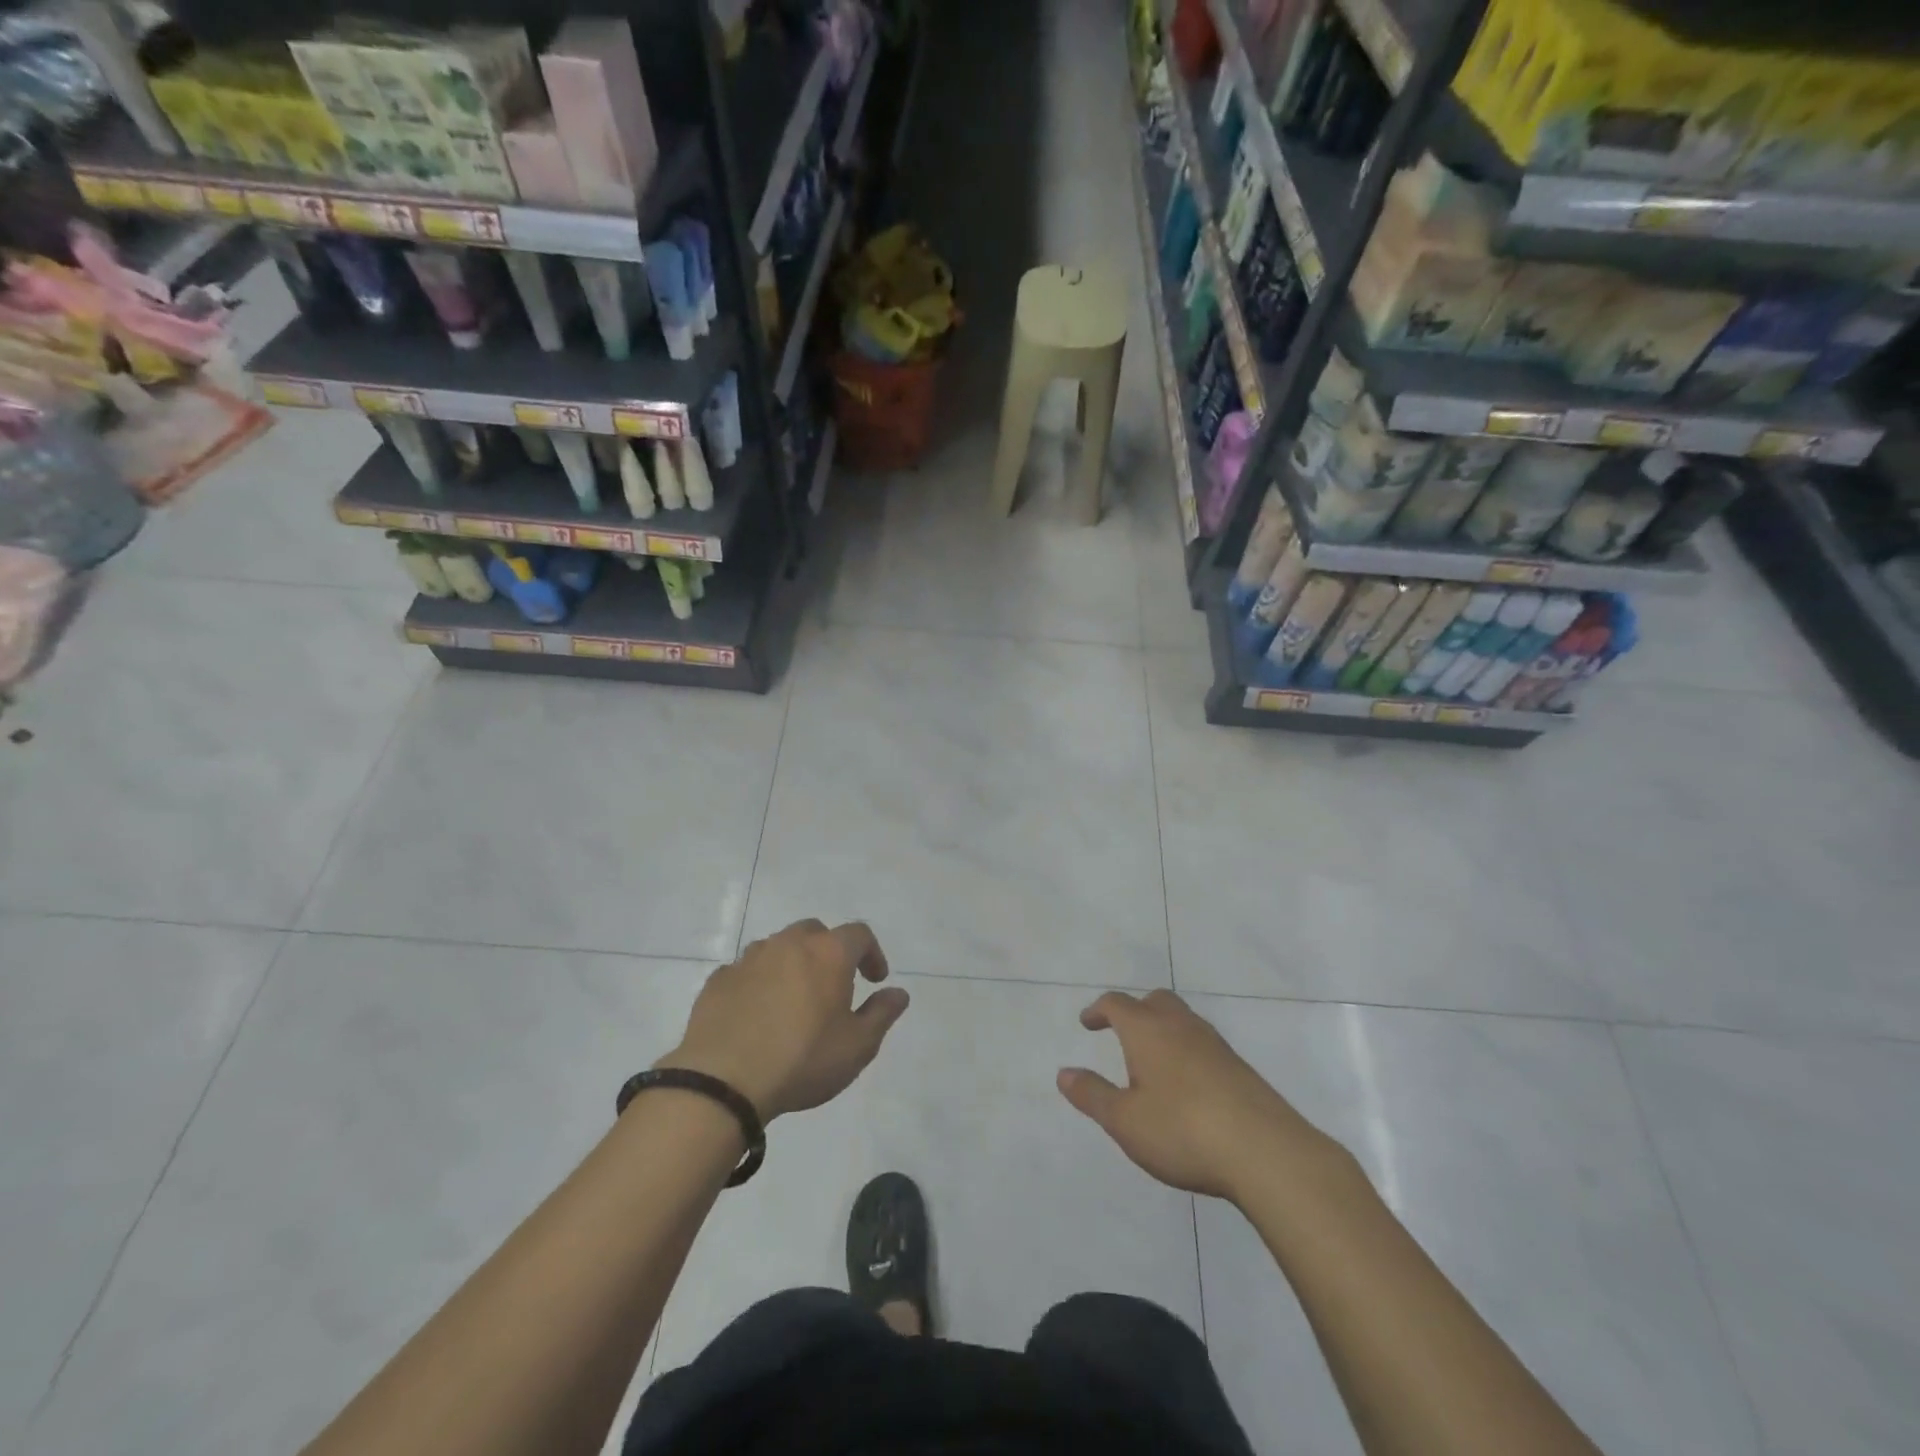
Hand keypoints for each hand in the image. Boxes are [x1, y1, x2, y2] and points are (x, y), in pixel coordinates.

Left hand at [658, 920, 907, 1120]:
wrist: (722, 1081)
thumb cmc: (802, 1060)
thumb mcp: (857, 1046)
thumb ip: (882, 1014)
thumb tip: (898, 993)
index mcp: (828, 953)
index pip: (859, 934)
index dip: (872, 953)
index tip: (875, 980)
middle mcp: (789, 944)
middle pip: (815, 932)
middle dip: (829, 951)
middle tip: (834, 985)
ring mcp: (749, 959)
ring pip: (778, 947)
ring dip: (792, 964)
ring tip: (793, 1000)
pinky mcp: (719, 980)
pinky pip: (747, 971)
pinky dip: (759, 982)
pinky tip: (757, 1013)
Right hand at [1058, 989, 1332, 1203]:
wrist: (1265, 1152)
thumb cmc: (1182, 1130)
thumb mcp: (1125, 1120)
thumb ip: (1092, 1094)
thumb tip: (1063, 1073)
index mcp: (1147, 1030)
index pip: (1117, 1004)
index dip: (1099, 1010)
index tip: (1088, 1022)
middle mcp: (1181, 1026)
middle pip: (1155, 1001)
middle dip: (1135, 1010)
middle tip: (1122, 1032)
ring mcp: (1215, 1045)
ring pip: (1183, 1020)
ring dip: (1164, 1030)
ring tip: (1153, 1061)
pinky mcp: (1240, 1068)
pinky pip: (1204, 1045)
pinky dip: (1187, 1052)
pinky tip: (1188, 1085)